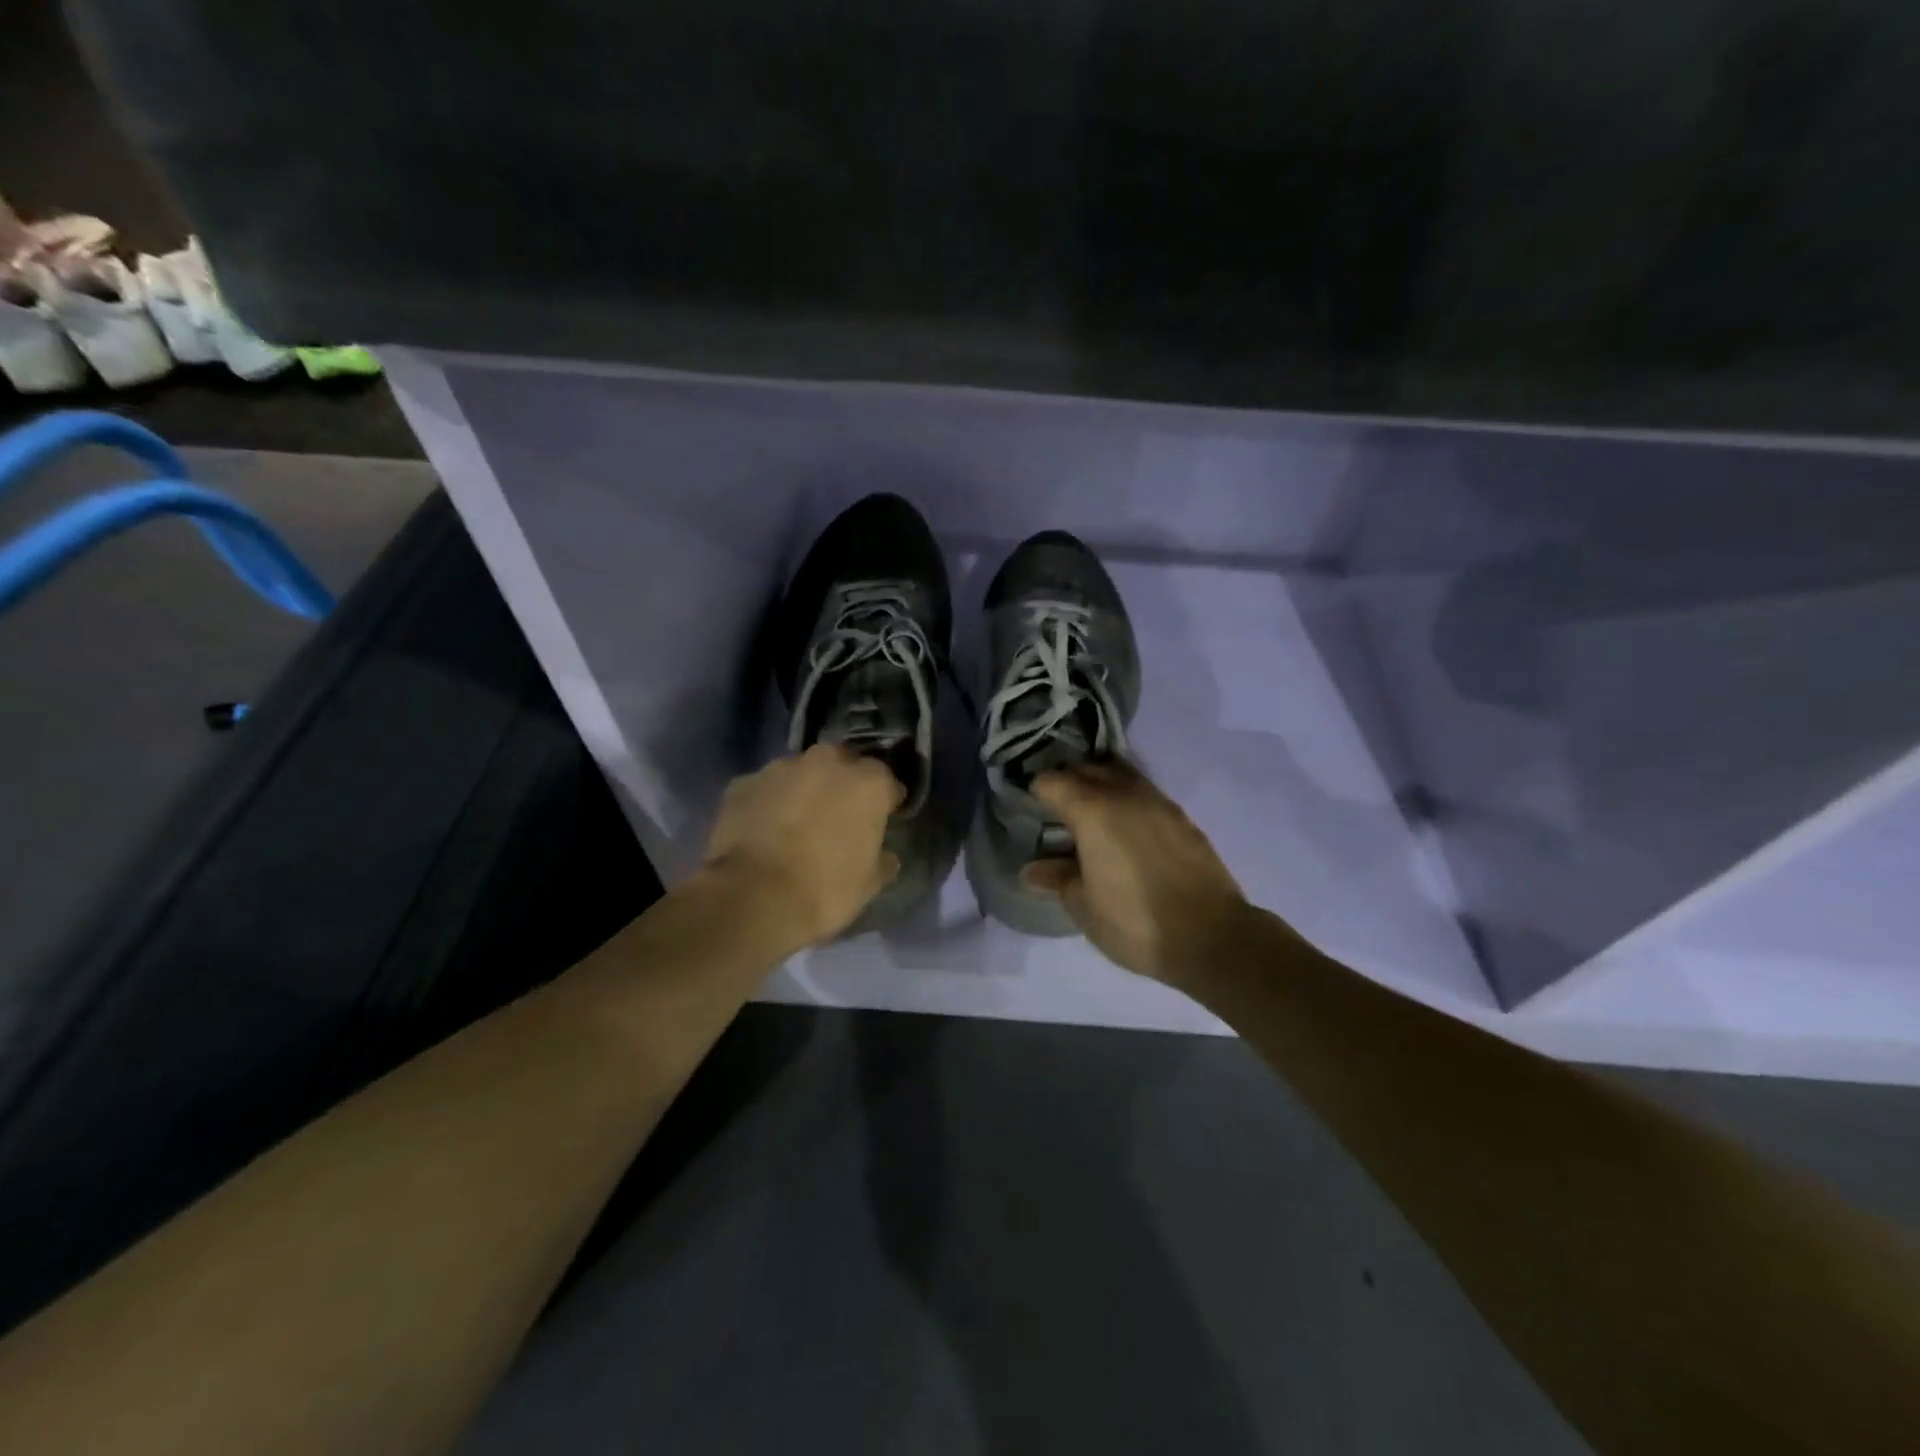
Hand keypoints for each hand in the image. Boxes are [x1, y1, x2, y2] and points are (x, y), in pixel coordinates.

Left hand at [702, 744, 903, 949]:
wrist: (753, 898)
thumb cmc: (824, 889)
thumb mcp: (869, 884)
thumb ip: (882, 859)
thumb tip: (885, 856)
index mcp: (868, 783)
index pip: (887, 783)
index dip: (885, 802)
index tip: (881, 821)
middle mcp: (827, 762)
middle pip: (841, 765)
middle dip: (842, 785)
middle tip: (836, 817)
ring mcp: (780, 768)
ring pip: (800, 773)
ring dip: (802, 791)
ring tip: (794, 824)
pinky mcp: (743, 783)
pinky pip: (764, 789)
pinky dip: (767, 803)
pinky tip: (762, 831)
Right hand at [1022, 763, 1251, 982]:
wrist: (1212, 937)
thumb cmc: (1134, 922)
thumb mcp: (1084, 906)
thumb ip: (1057, 879)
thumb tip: (1032, 869)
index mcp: (1092, 810)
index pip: (1053, 782)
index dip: (1036, 791)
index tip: (1029, 807)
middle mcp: (1125, 795)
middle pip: (1088, 769)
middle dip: (1068, 781)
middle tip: (1056, 808)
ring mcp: (1159, 803)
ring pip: (1121, 775)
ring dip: (1102, 785)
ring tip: (1091, 816)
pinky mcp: (1183, 819)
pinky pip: (1146, 795)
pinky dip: (1128, 802)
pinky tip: (1126, 832)